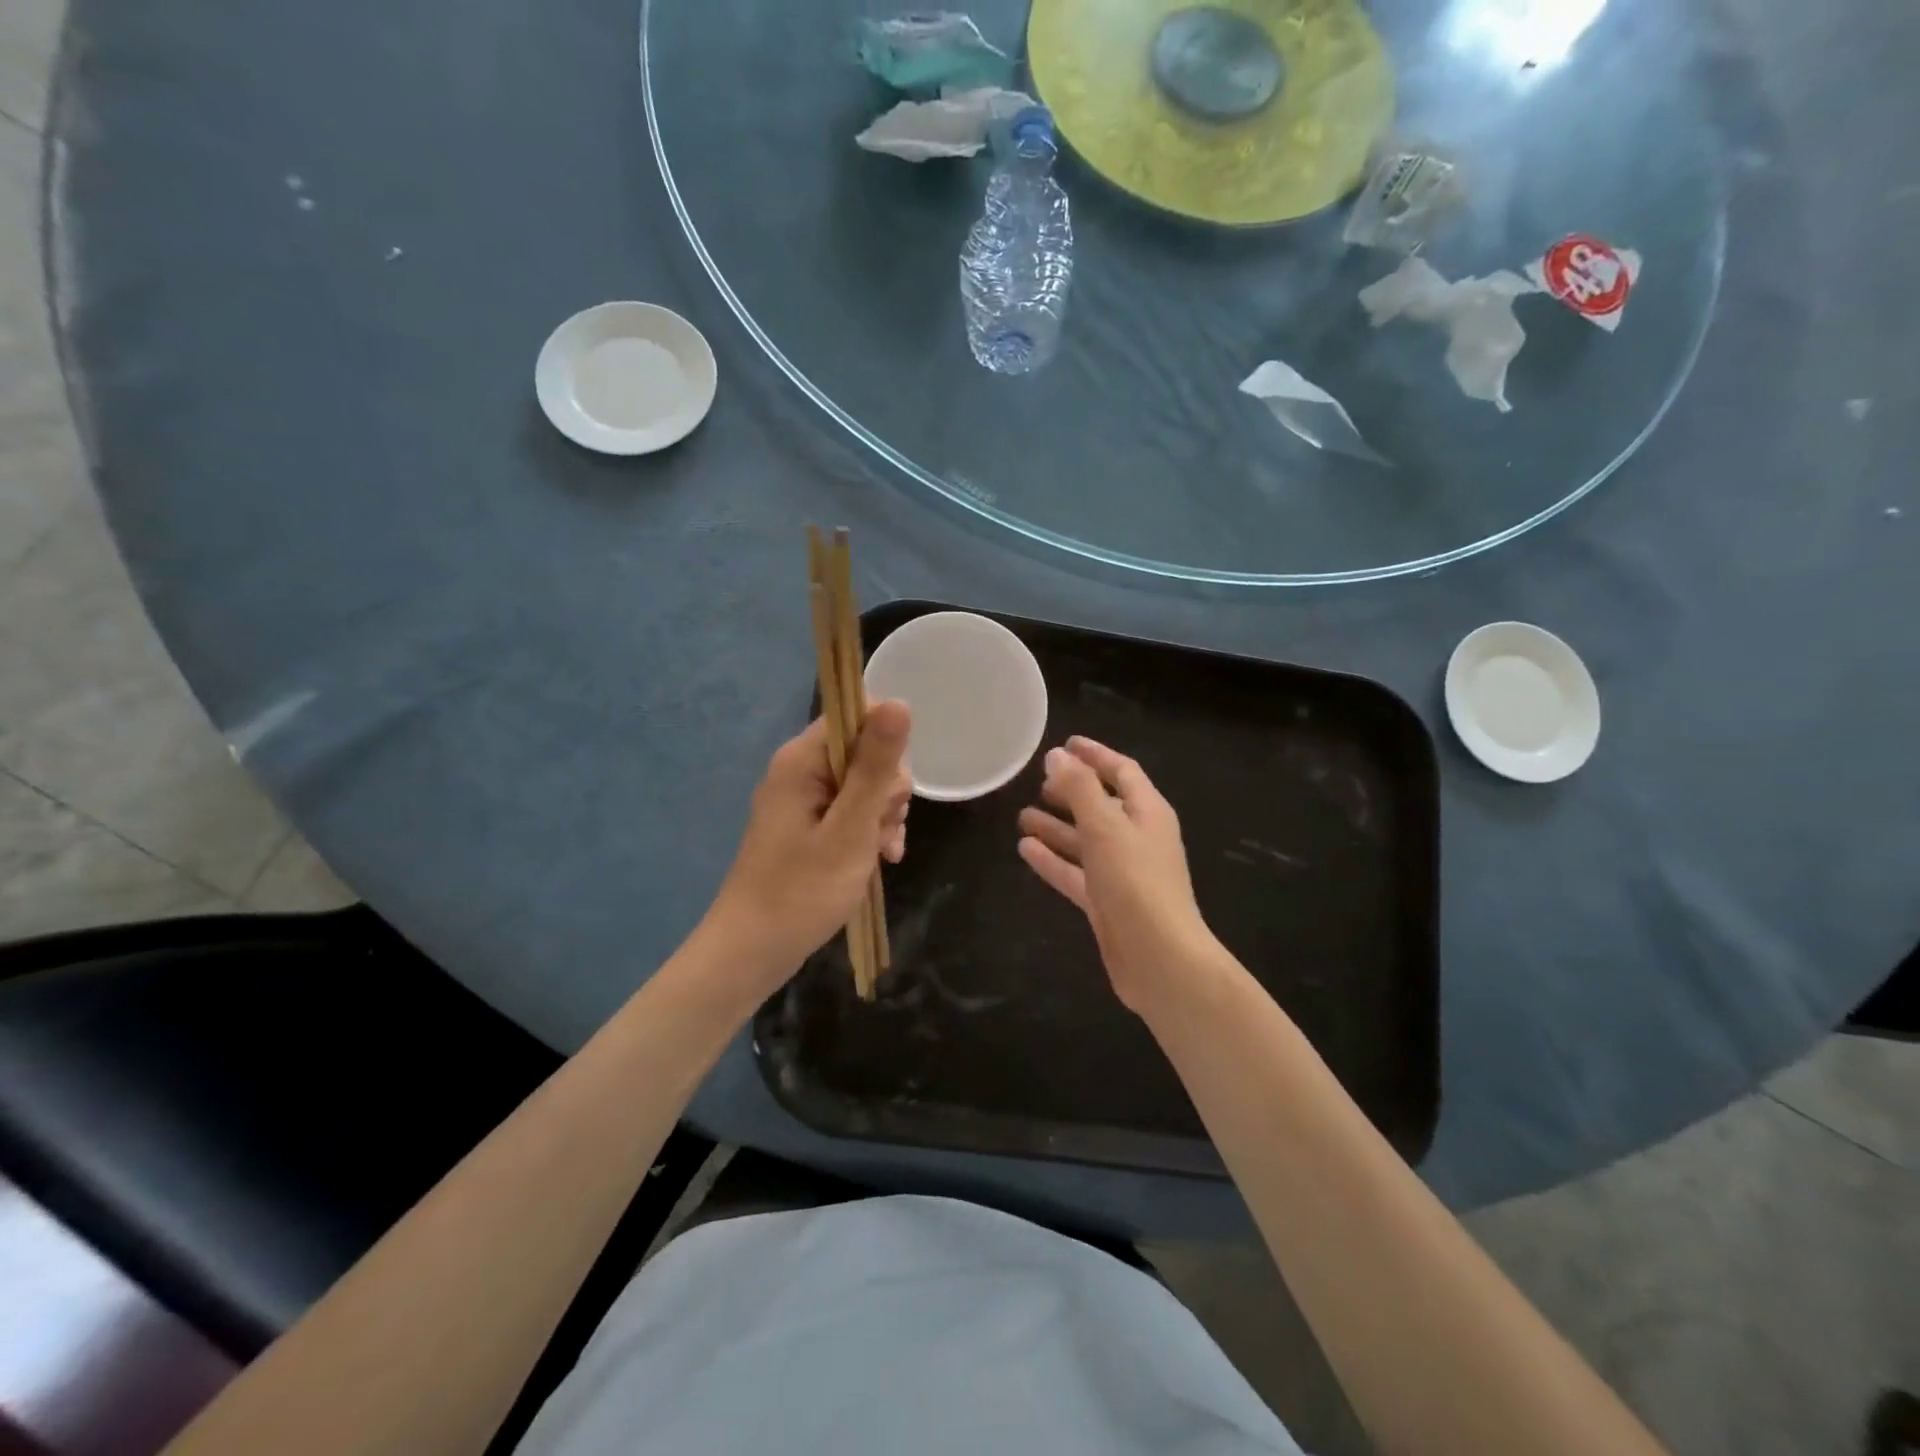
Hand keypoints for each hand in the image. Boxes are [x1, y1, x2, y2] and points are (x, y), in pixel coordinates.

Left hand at [707, 701, 911, 982]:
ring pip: (864, 785)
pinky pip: (851, 811)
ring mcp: (803, 799)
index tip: (889, 790)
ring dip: (883, 816)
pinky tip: (880, 860)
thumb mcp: (851, 828)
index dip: (886, 745)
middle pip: (865, 752)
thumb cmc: (803, 890)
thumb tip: (900, 702)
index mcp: (802, 759)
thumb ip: (876, 766)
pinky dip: (869, 832)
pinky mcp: (808, 825)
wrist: (753, 950)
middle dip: (887, 790)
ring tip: (880, 854)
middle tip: (880, 830)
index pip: (857, 716)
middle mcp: (800, 769)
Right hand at [1017, 737, 1218, 1014]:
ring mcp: (1122, 872)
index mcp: (1147, 812)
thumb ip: (1079, 788)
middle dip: (1071, 792)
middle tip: (1037, 783)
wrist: (1159, 958)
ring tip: (1021, 815)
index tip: (1064, 744)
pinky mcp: (1107, 902)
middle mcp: (1137, 838)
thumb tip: (1056, 755)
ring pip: (1085, 840)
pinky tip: (1025, 849)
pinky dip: (1053, 859)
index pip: (1122, 771)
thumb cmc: (1135, 882)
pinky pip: (1076, 872)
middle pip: (1101, 805)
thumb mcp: (1104, 826)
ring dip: (1057, 826)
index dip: (1095, 756)